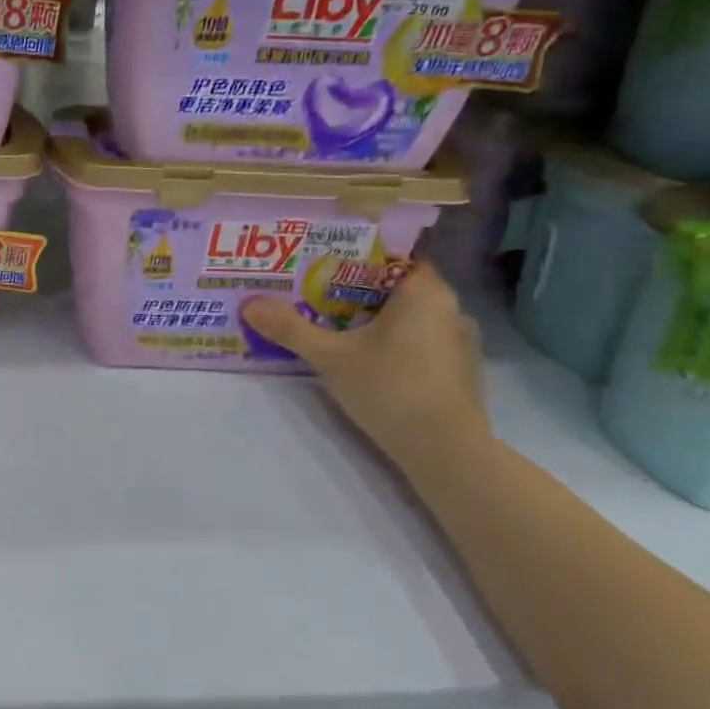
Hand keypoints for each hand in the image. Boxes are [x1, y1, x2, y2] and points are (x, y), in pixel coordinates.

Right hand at [240, 261, 490, 474]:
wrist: (444, 449)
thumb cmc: (390, 388)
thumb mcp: (330, 357)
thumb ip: (290, 328)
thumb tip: (249, 303)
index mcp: (424, 292)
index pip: (394, 259)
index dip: (358, 261)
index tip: (323, 270)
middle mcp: (450, 308)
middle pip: (398, 288)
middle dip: (359, 293)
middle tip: (318, 300)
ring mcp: (460, 341)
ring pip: (412, 317)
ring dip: (378, 321)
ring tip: (338, 330)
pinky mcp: (459, 370)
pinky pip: (422, 341)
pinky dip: (396, 343)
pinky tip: (370, 361)